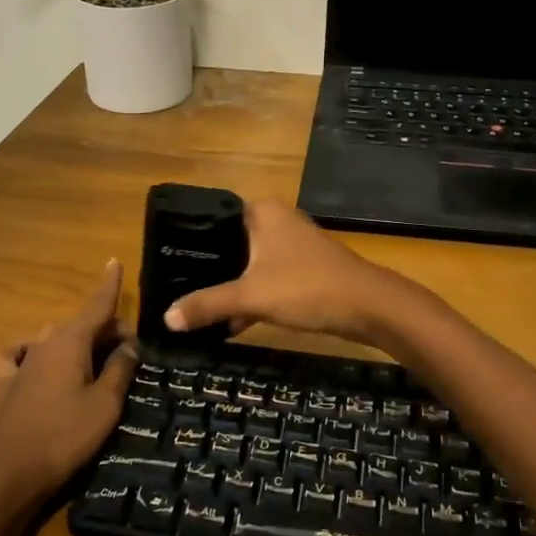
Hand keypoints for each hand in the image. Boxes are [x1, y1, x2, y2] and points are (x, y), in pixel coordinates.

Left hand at [0, 261, 138, 511]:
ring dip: (75, 343)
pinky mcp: (4, 385)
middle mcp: (44, 343)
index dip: (109, 284)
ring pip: (52, 338)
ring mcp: (21, 363)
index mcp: (71, 342)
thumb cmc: (66, 436)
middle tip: (129, 355)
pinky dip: (29, 352)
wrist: (12, 473)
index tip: (114, 261)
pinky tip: (34, 361)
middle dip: (105, 331)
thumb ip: (120, 369)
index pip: (96, 305)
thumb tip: (131, 343)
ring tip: (93, 364)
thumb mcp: (106, 404)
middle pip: (81, 325)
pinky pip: (17, 355)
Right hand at [162, 199, 419, 347]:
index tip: (166, 258)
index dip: (191, 237)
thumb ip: (208, 304)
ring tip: (195, 306)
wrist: (369, 306)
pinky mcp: (304, 268)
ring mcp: (293, 244)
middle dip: (208, 265)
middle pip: (230, 241)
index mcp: (262, 211)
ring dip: (230, 284)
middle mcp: (277, 220)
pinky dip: (252, 296)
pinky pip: (267, 277)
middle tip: (174, 285)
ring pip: (249, 262)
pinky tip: (230, 323)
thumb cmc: (306, 287)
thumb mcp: (251, 297)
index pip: (215, 215)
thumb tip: (166, 318)